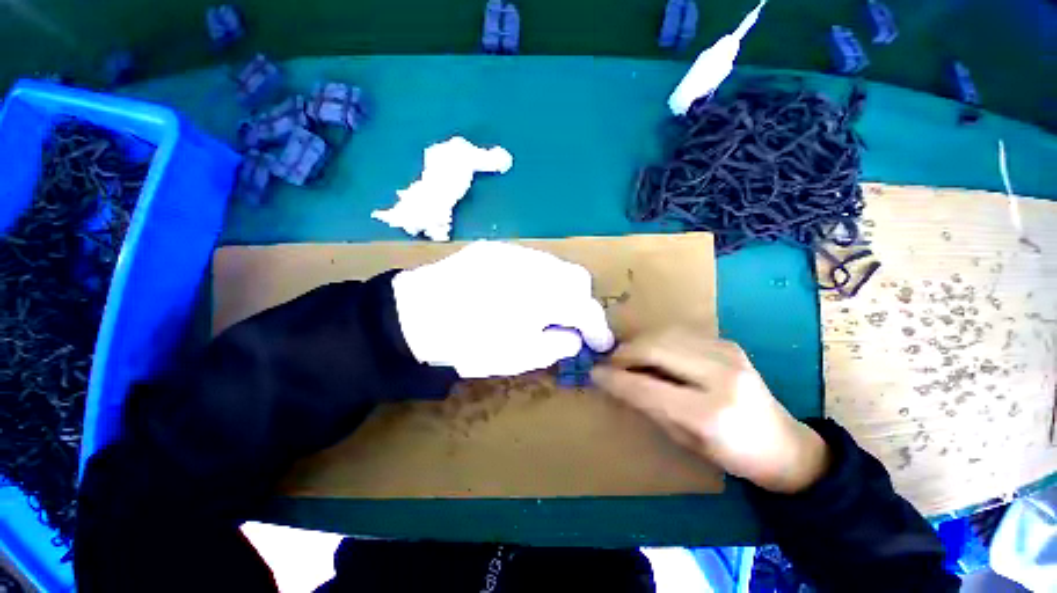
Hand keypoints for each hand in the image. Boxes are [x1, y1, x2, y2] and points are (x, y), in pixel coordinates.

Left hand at [392, 241, 614, 377]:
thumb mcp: (516, 357)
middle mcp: (532, 265)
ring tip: (547, 309)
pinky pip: (532, 261)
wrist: (411, 317)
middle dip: (581, 302)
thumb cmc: (465, 344)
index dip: (598, 328)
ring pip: (555, 265)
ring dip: (560, 288)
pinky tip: (524, 293)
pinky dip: (539, 278)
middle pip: (576, 278)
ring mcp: (512, 252)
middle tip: (571, 324)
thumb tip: (575, 336)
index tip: (601, 343)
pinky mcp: (495, 248)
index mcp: (539, 297)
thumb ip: (555, 345)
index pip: (585, 308)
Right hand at [591, 327, 827, 493]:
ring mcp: (728, 353)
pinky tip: (652, 353)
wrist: (783, 444)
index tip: (594, 373)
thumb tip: (612, 382)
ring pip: (664, 334)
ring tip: (627, 357)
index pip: (646, 386)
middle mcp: (720, 375)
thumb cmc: (731, 454)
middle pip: (654, 348)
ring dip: (638, 343)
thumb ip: (646, 405)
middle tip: (609, 362)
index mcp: (710, 413)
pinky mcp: (728, 343)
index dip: (615, 378)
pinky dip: (657, 340)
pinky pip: (678, 333)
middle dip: (624, 353)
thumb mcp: (683, 439)